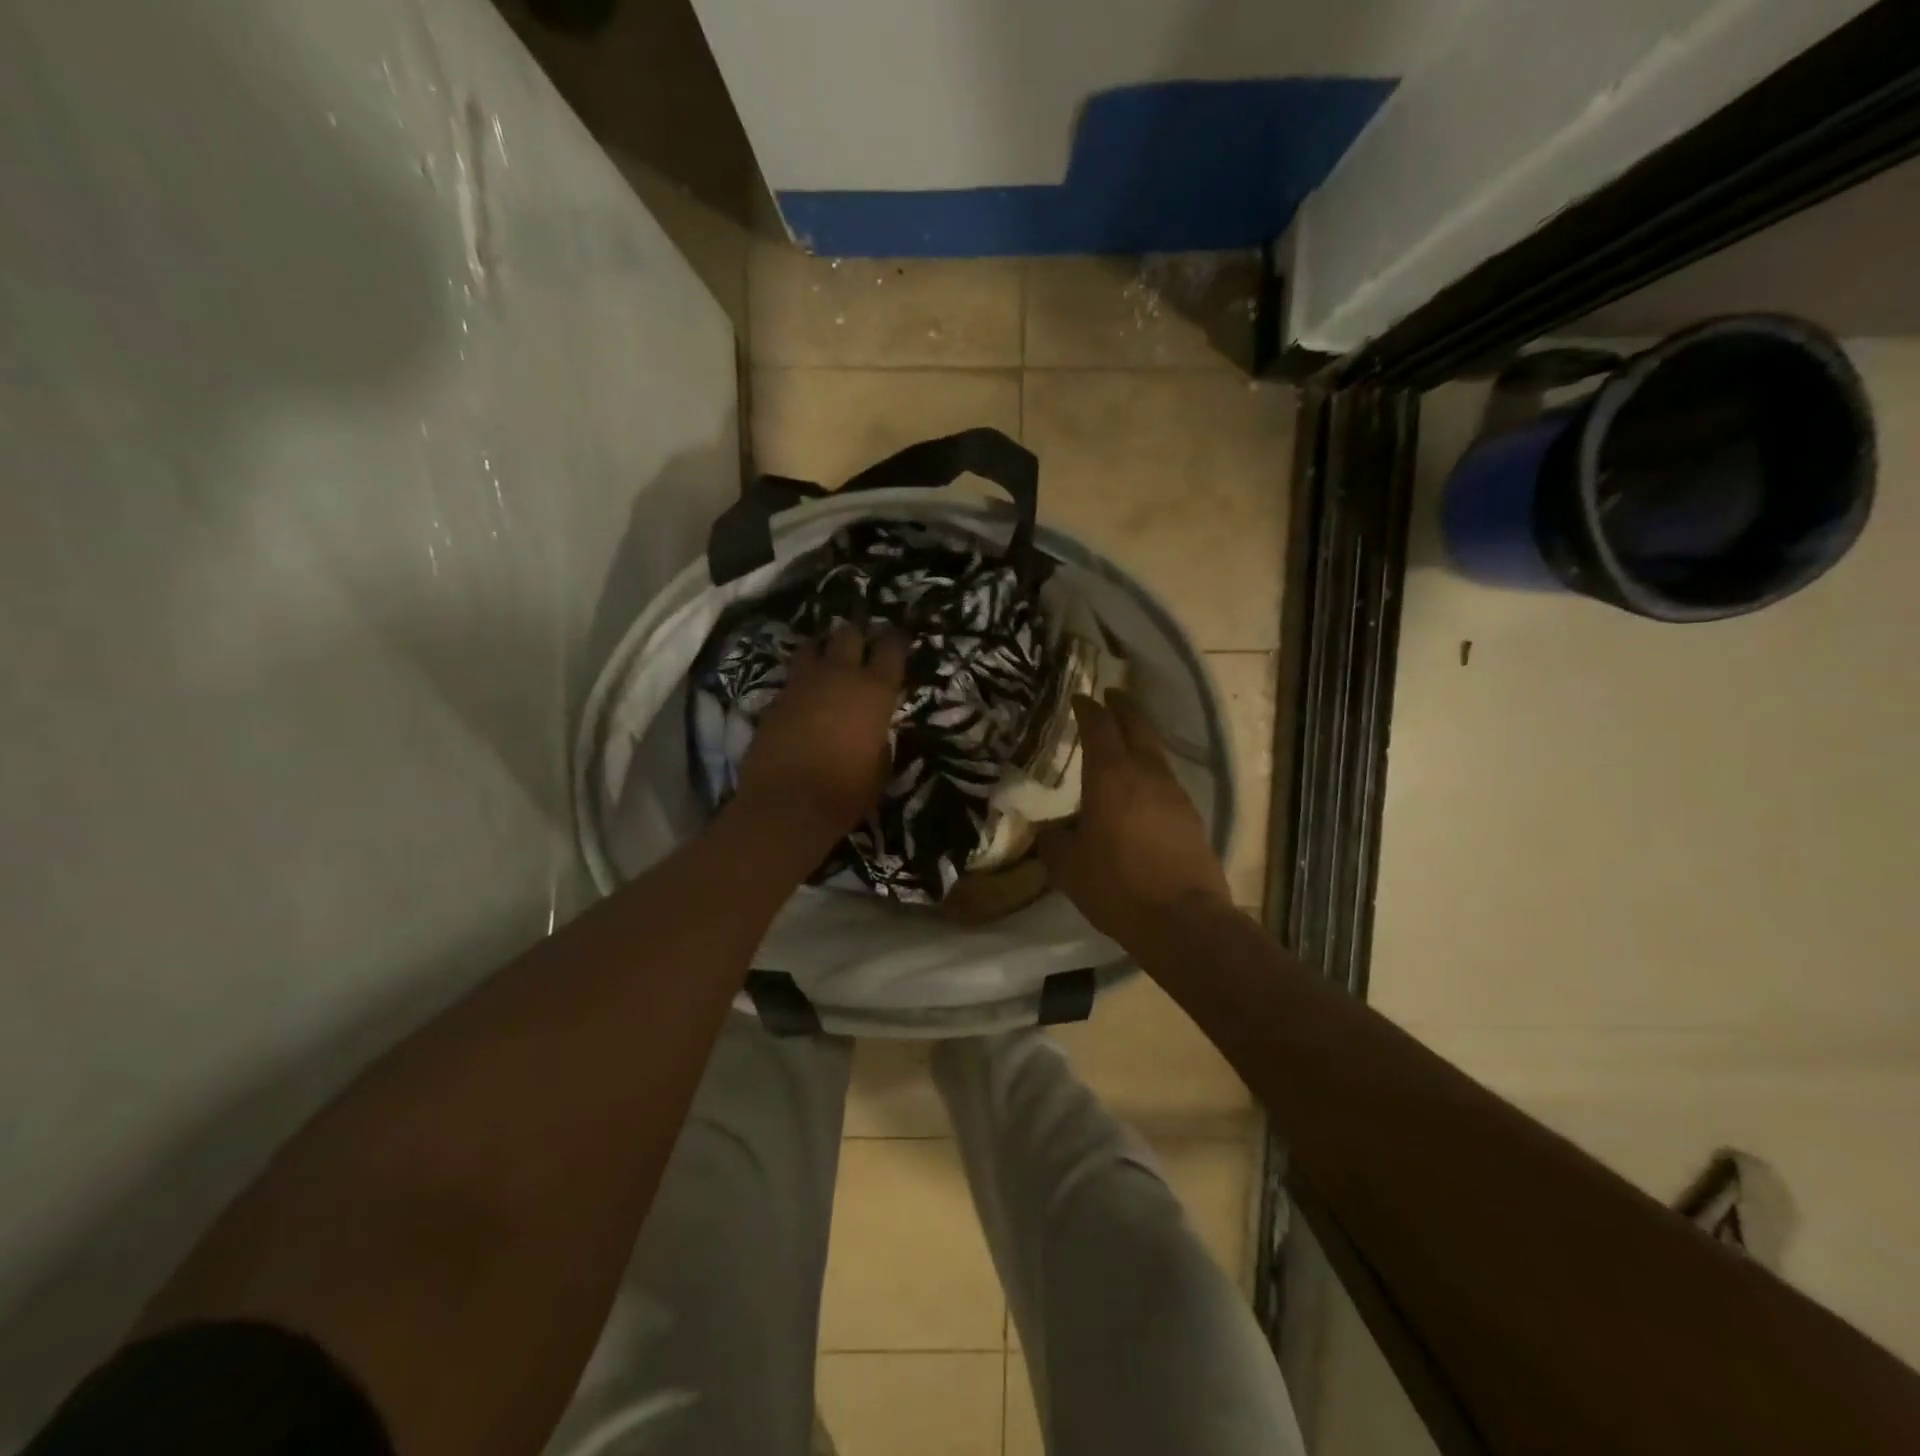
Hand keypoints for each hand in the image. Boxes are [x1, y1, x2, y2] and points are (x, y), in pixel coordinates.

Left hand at [735, 621, 908, 853]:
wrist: (787, 804)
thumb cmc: (846, 792)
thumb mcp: (880, 768)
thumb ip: (879, 739)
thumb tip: (874, 731)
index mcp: (875, 691)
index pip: (891, 647)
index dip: (896, 641)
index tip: (898, 641)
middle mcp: (839, 675)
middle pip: (849, 633)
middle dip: (857, 636)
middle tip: (862, 648)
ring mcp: (803, 683)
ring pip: (813, 645)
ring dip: (823, 651)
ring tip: (828, 664)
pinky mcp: (775, 698)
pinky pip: (792, 677)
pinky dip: (801, 681)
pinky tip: (804, 696)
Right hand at [1038, 692, 1232, 949]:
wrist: (1183, 920)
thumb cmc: (1117, 887)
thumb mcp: (1068, 867)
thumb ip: (1053, 841)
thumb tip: (1049, 830)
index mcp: (1111, 777)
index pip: (1100, 726)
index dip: (1088, 708)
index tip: (1079, 699)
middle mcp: (1146, 774)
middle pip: (1137, 725)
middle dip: (1122, 707)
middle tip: (1110, 696)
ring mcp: (1174, 793)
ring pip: (1155, 752)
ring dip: (1139, 739)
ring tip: (1122, 743)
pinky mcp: (1191, 816)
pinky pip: (1166, 781)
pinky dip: (1150, 772)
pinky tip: (1140, 790)